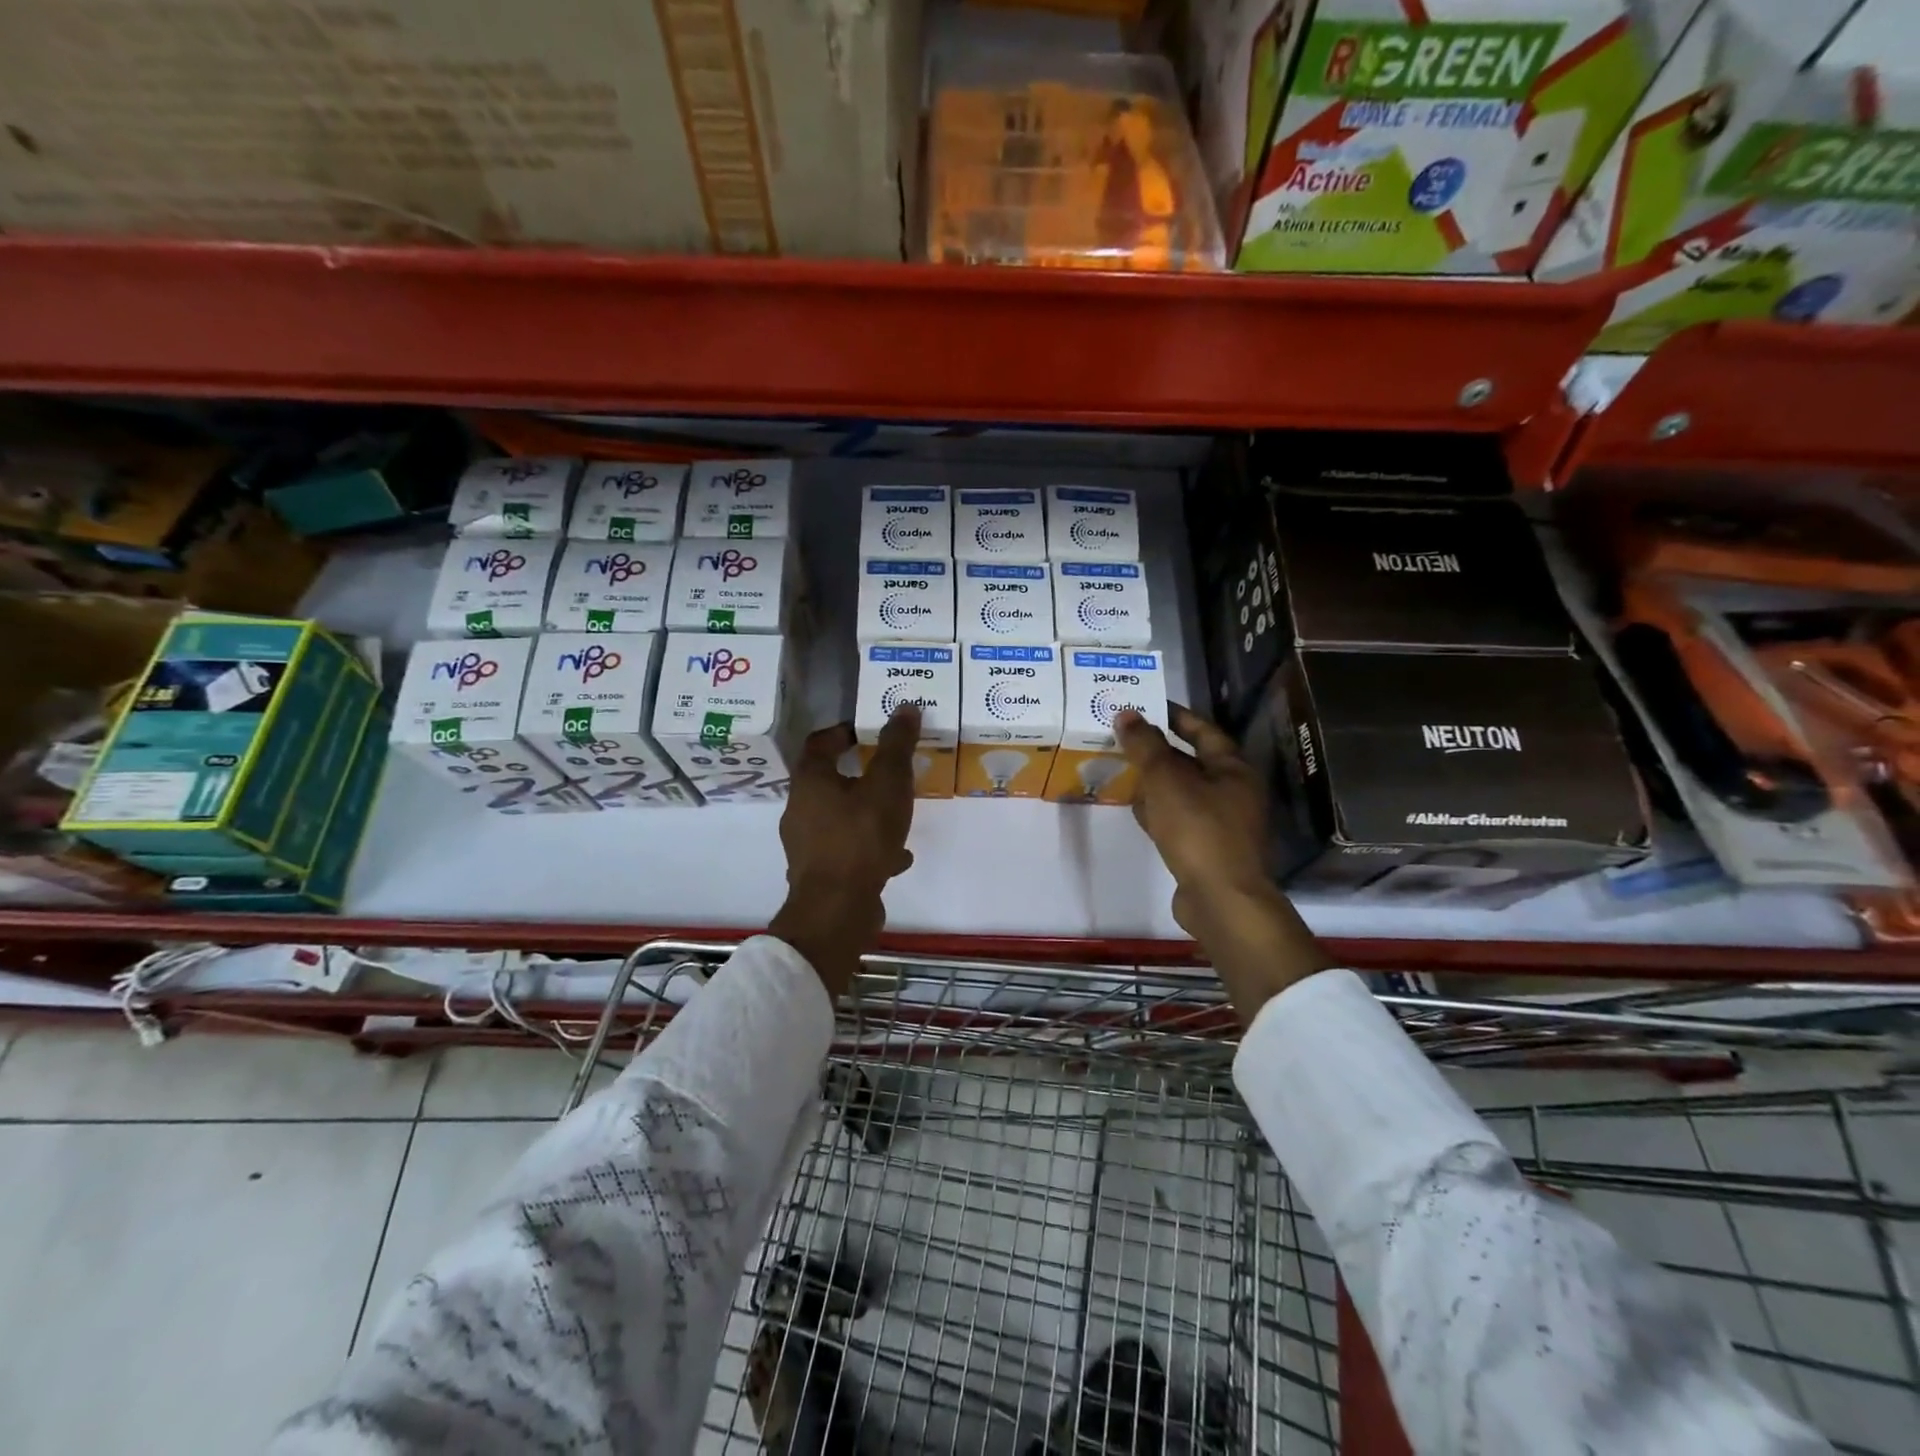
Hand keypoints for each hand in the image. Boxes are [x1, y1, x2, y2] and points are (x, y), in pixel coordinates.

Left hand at [769, 705, 919, 997]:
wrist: (837, 909)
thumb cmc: (860, 837)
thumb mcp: (888, 785)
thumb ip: (897, 746)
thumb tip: (905, 706)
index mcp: (811, 781)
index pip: (819, 743)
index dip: (842, 732)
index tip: (867, 732)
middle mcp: (800, 809)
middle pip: (828, 782)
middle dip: (860, 775)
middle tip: (889, 773)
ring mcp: (807, 845)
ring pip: (840, 818)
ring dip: (866, 813)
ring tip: (898, 816)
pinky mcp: (820, 874)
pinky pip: (847, 850)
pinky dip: (870, 847)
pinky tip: (897, 857)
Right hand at [1117, 705, 1330, 1018]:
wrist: (1221, 900)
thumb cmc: (1198, 830)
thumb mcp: (1167, 781)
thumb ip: (1145, 746)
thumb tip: (1127, 713)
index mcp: (1234, 768)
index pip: (1203, 730)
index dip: (1175, 716)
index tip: (1145, 706)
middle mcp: (1234, 792)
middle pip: (1193, 761)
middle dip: (1159, 750)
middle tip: (1124, 737)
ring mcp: (1223, 823)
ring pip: (1184, 791)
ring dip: (1156, 781)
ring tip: (1123, 769)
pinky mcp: (1208, 849)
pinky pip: (1180, 818)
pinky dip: (1159, 810)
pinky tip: (1136, 809)